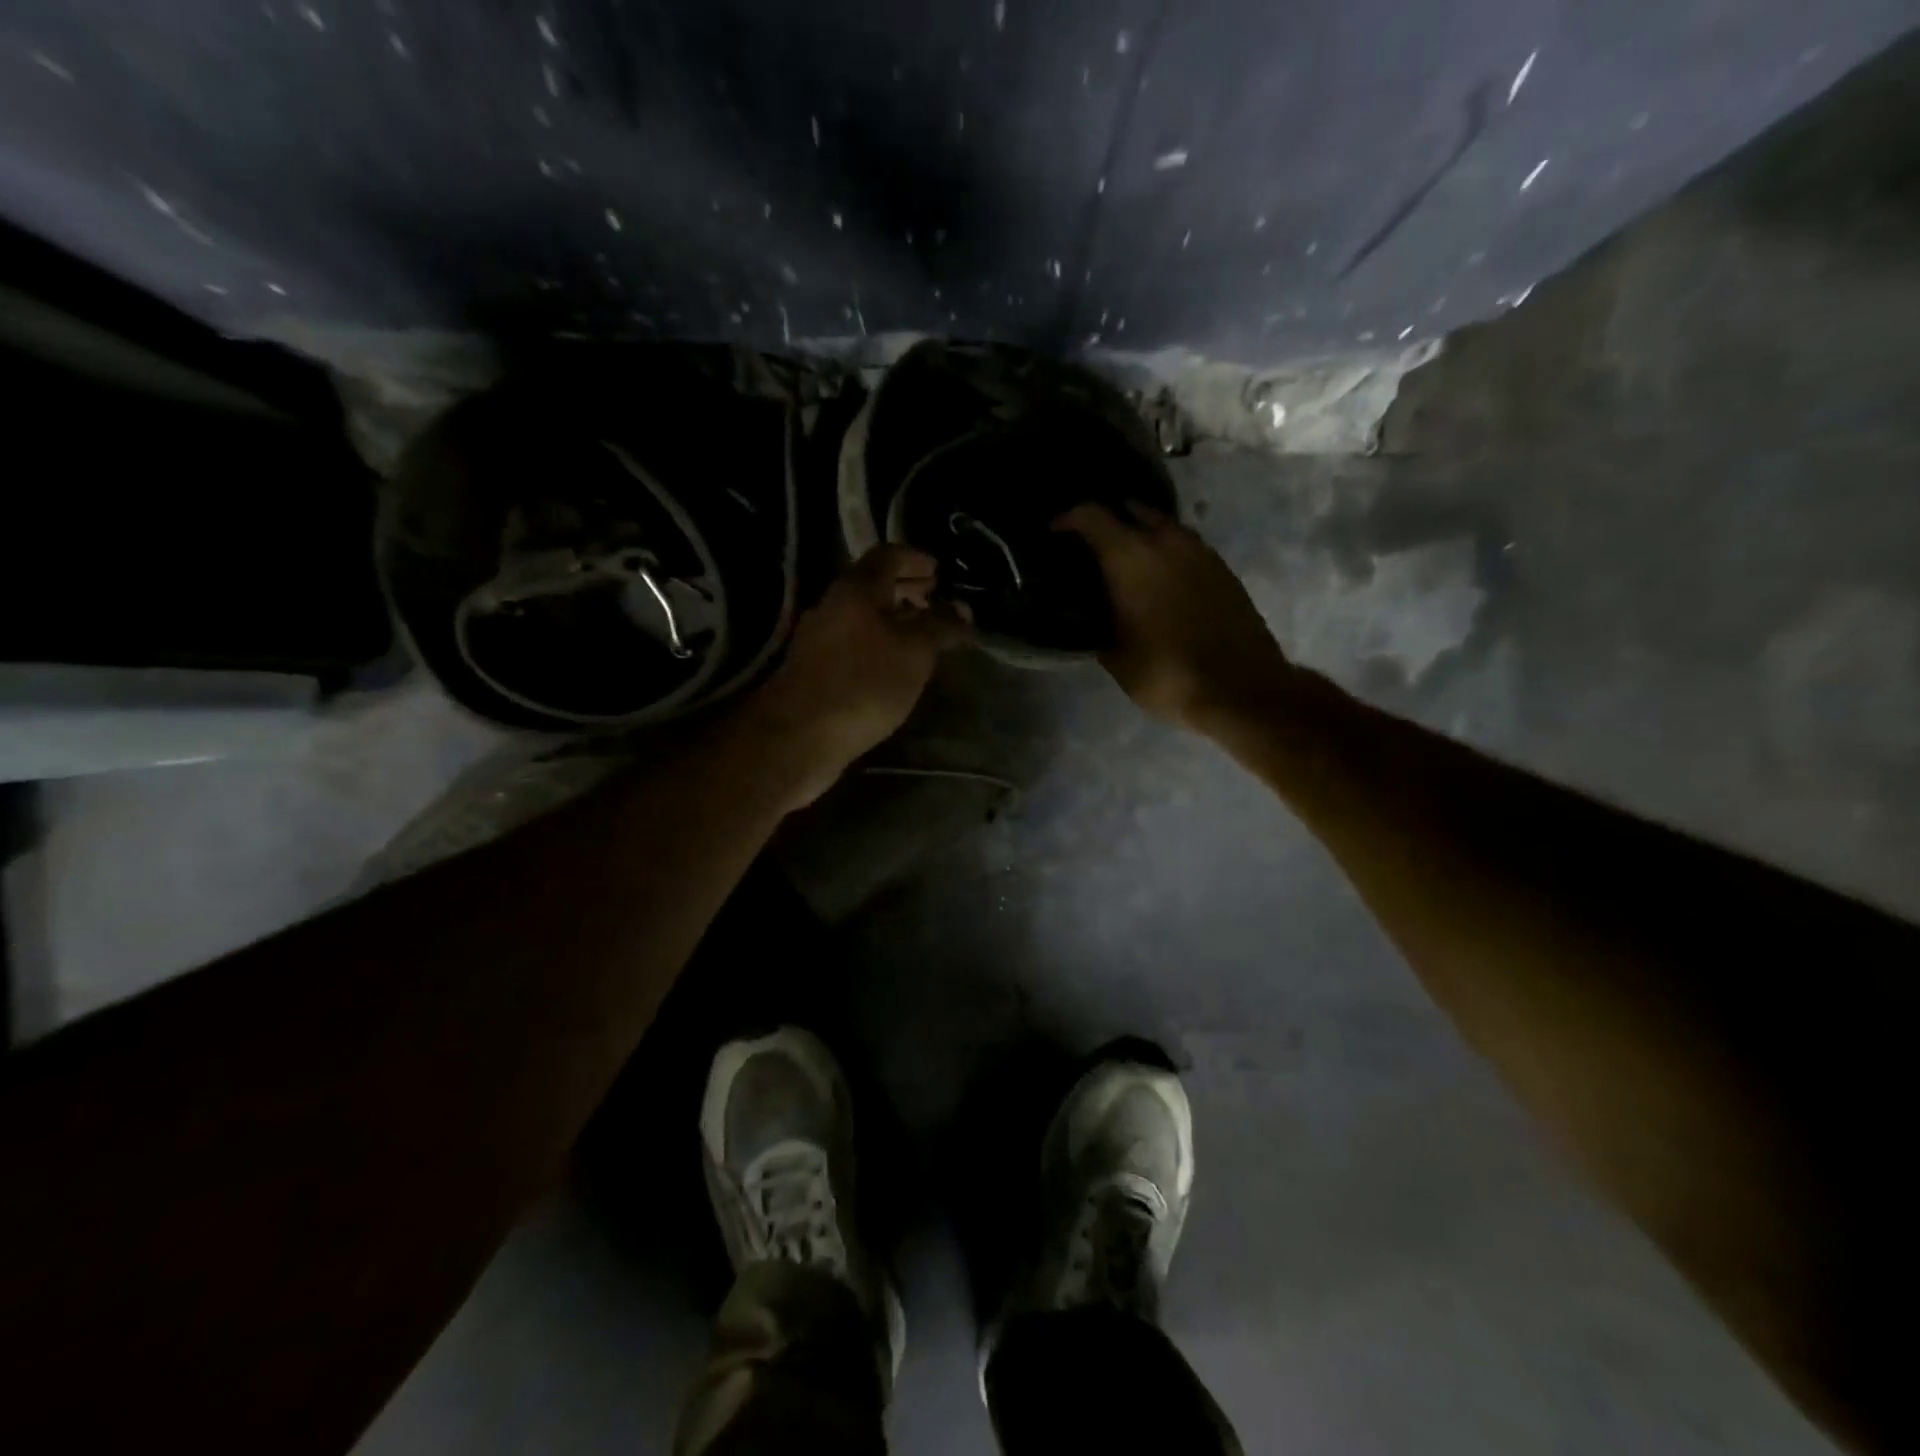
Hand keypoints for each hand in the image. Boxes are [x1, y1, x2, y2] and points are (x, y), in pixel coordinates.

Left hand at [747, 545, 968, 805]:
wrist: (801, 734)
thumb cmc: (864, 684)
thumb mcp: (915, 652)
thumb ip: (940, 625)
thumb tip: (961, 607)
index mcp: (856, 588)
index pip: (888, 555)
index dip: (916, 559)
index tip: (939, 572)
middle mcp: (833, 604)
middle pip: (873, 584)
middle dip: (906, 589)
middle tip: (934, 601)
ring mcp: (818, 637)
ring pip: (862, 616)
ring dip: (892, 619)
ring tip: (921, 636)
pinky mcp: (814, 668)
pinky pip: (853, 642)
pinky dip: (877, 643)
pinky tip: (894, 666)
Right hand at [1056, 503, 1291, 732]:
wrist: (1241, 689)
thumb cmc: (1166, 673)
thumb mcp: (1116, 656)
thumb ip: (1097, 625)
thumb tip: (1091, 616)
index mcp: (1131, 557)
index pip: (1091, 516)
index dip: (1067, 520)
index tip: (1054, 534)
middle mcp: (1166, 542)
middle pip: (1132, 510)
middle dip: (1109, 521)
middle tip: (1091, 546)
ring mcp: (1201, 552)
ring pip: (1163, 526)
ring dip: (1142, 535)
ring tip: (1124, 562)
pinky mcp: (1223, 569)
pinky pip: (1185, 547)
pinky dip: (1166, 554)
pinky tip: (1158, 580)